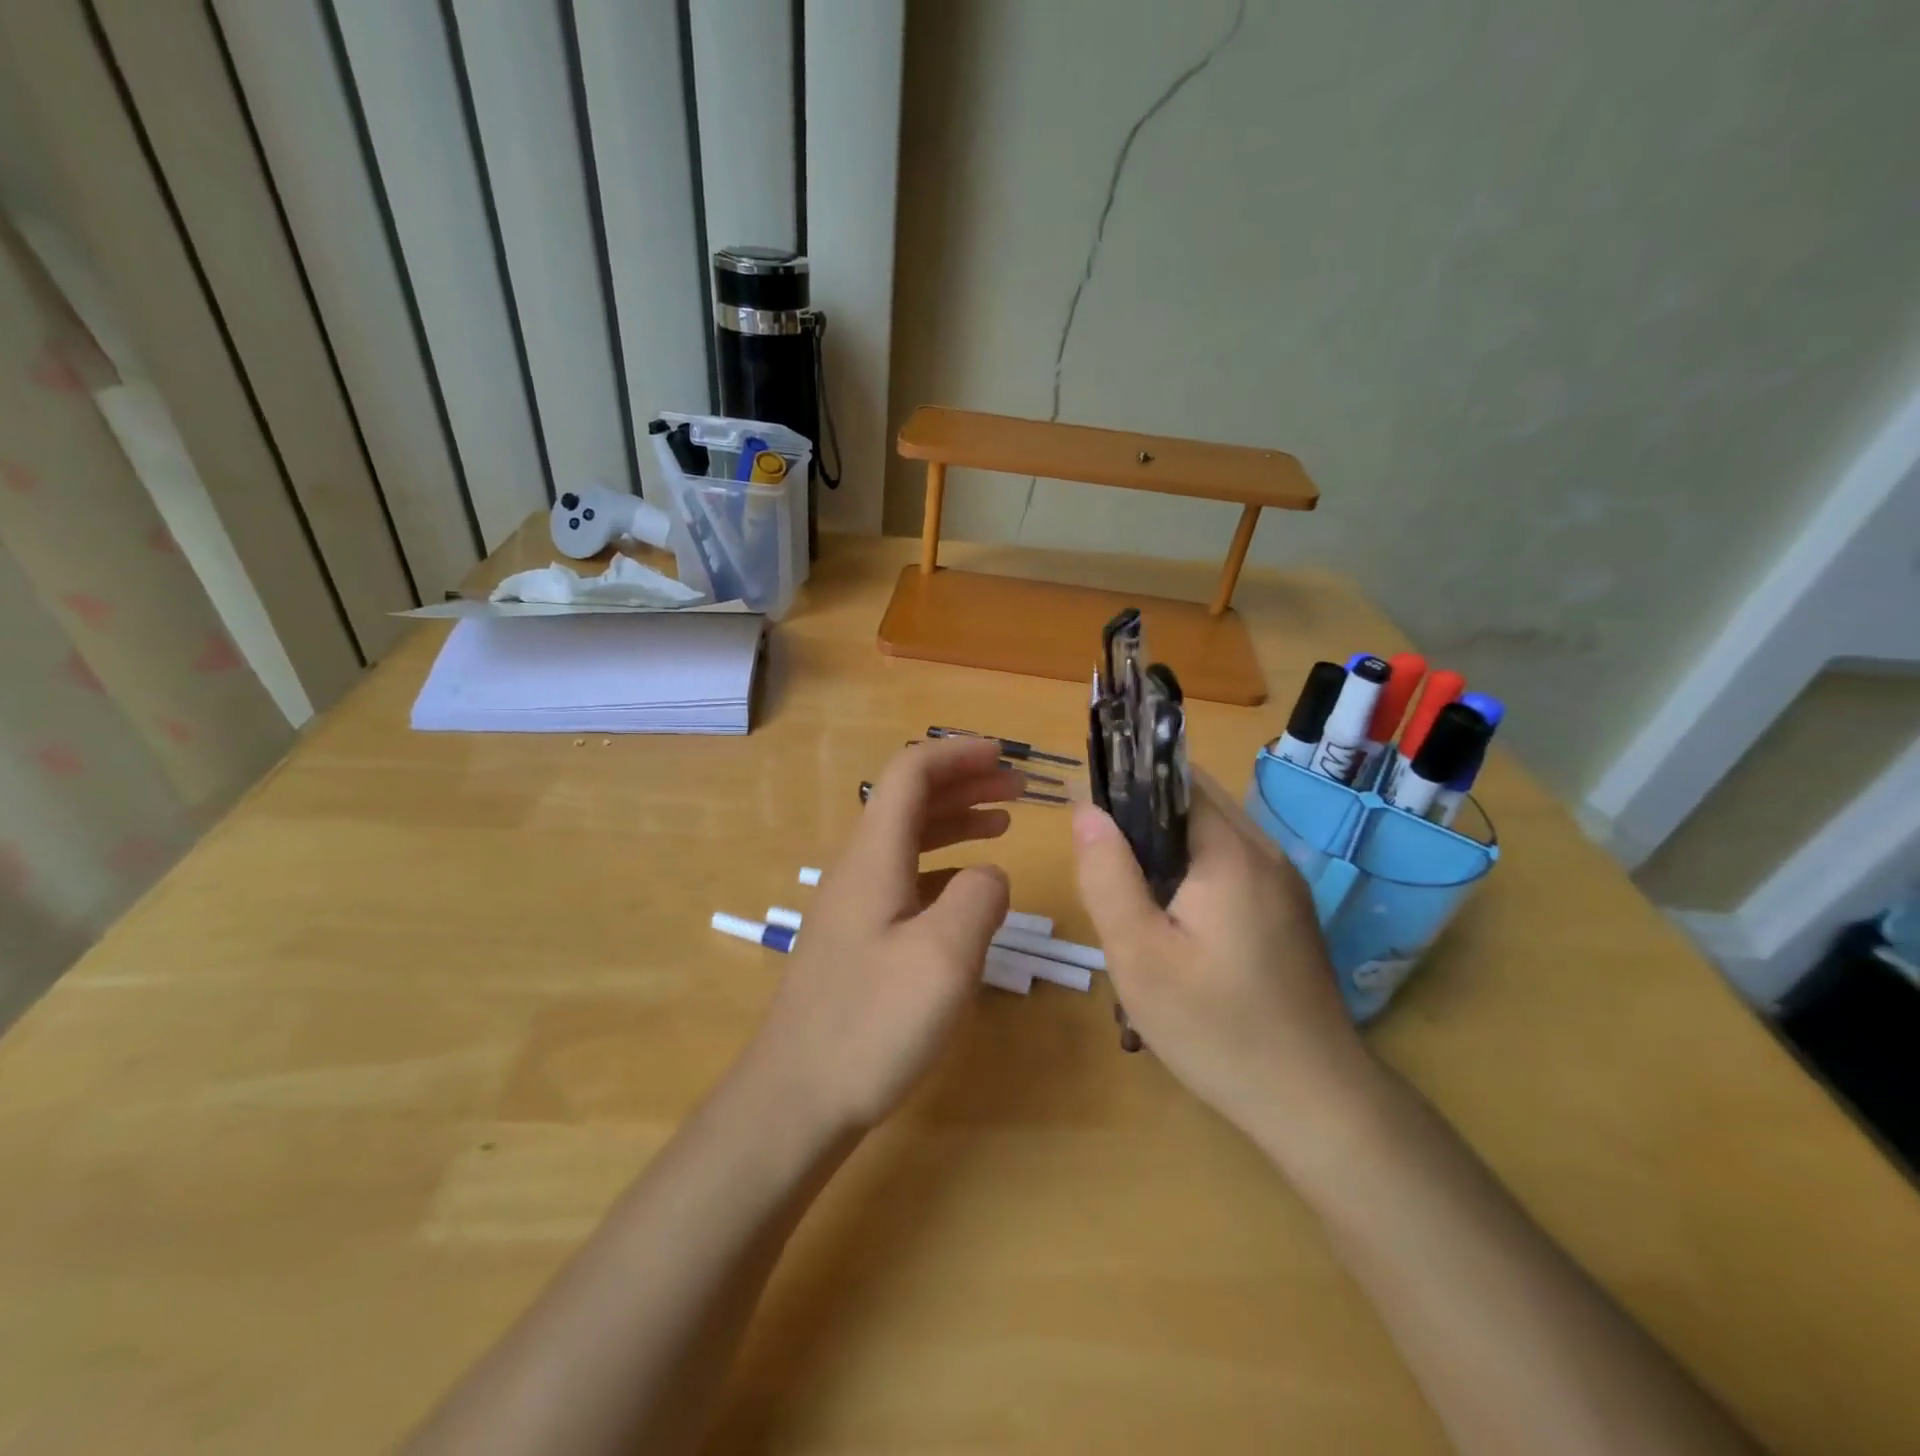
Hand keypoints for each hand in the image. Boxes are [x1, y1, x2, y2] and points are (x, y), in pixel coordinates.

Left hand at [746, 738, 1018, 1133]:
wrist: (795, 1099)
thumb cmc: (870, 1025)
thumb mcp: (943, 959)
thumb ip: (979, 900)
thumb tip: (990, 874)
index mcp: (874, 857)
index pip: (910, 774)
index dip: (957, 755)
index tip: (1004, 756)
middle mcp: (858, 868)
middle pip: (908, 800)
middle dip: (963, 782)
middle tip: (1016, 787)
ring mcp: (853, 903)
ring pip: (907, 837)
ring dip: (955, 820)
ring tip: (1002, 823)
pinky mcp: (857, 937)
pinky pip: (905, 876)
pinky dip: (943, 864)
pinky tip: (969, 887)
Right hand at [1071, 770, 1374, 1139]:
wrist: (1316, 1103)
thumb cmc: (1216, 1028)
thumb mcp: (1140, 955)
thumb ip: (1107, 875)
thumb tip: (1085, 809)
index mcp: (1231, 852)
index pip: (1175, 780)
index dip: (1126, 782)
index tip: (1086, 811)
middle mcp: (1266, 852)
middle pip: (1196, 801)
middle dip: (1143, 813)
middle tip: (1101, 860)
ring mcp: (1284, 883)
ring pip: (1214, 833)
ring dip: (1167, 843)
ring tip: (1128, 887)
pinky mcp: (1289, 912)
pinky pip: (1233, 864)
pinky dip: (1195, 869)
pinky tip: (1173, 916)